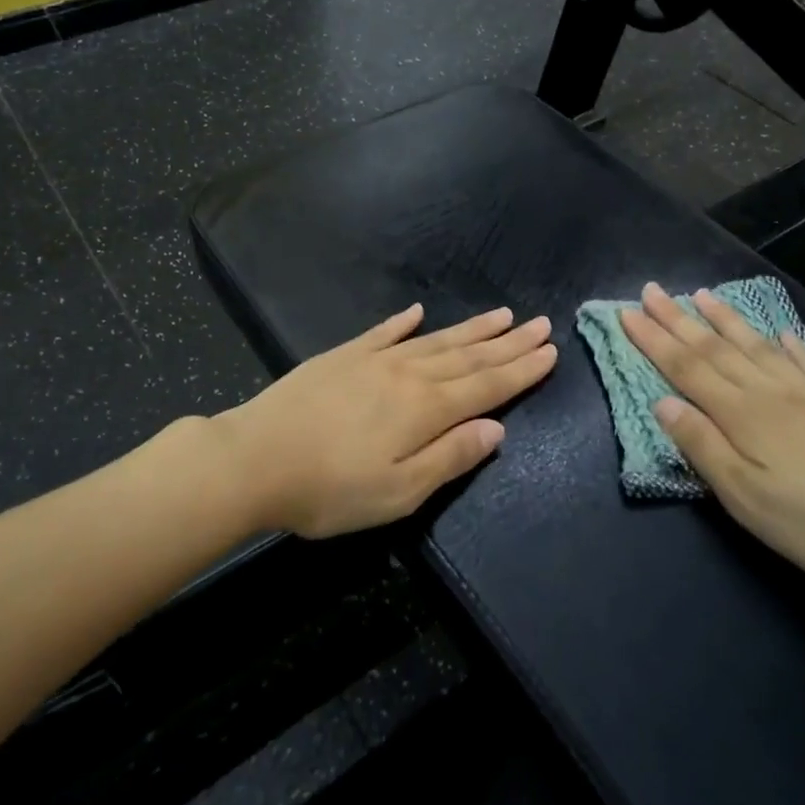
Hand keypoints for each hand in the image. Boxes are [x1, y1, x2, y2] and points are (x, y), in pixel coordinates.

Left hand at [216, 305, 557, 538]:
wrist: (254, 459)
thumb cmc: (329, 489)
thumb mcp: (399, 492)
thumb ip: (450, 457)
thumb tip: (496, 428)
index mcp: (426, 409)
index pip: (486, 384)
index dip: (521, 369)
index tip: (550, 350)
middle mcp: (407, 375)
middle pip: (468, 356)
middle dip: (507, 342)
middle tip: (539, 323)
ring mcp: (372, 361)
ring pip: (434, 340)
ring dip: (470, 329)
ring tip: (500, 314)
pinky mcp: (341, 357)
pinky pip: (382, 333)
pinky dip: (403, 322)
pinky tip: (417, 312)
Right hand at [619, 283, 804, 601]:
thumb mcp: (746, 498)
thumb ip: (702, 446)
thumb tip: (663, 402)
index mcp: (743, 414)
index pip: (686, 367)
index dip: (653, 339)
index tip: (627, 313)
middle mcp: (771, 392)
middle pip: (715, 348)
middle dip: (678, 319)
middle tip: (651, 290)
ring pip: (756, 345)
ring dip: (725, 319)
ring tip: (700, 294)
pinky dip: (787, 342)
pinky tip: (779, 331)